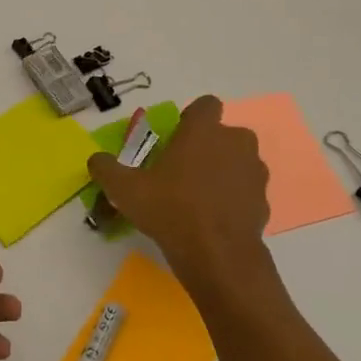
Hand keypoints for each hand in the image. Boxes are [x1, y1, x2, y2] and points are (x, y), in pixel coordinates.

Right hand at [86, 95, 269, 287]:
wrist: (217, 255)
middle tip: (182, 170)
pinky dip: (233, 198)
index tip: (176, 138)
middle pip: (223, 134)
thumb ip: (106, 169)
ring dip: (222, 171)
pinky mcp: (264, 201)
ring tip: (197, 197)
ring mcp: (254, 172)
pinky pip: (245, 190)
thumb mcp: (125, 189)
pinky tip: (212, 219)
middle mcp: (235, 143)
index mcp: (204, 131)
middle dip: (207, 147)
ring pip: (238, 161)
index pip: (206, 105)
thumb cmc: (170, 209)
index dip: (192, 118)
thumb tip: (96, 160)